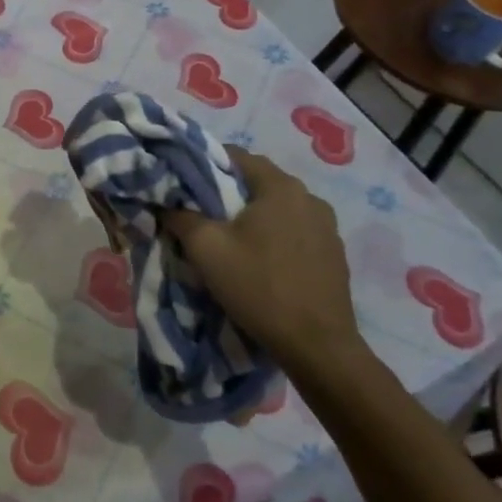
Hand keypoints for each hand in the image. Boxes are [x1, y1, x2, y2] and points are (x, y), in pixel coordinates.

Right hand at [161, 147, 360, 374]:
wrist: (317, 345)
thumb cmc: (258, 286)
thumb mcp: (206, 249)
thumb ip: (182, 217)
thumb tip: (167, 204)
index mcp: (281, 187)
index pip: (237, 155)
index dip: (206, 163)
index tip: (185, 182)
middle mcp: (310, 198)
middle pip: (259, 182)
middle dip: (229, 192)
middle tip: (202, 213)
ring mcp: (328, 227)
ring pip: (279, 208)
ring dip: (254, 216)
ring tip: (231, 240)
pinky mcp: (335, 254)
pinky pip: (296, 231)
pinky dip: (275, 236)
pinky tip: (261, 261)